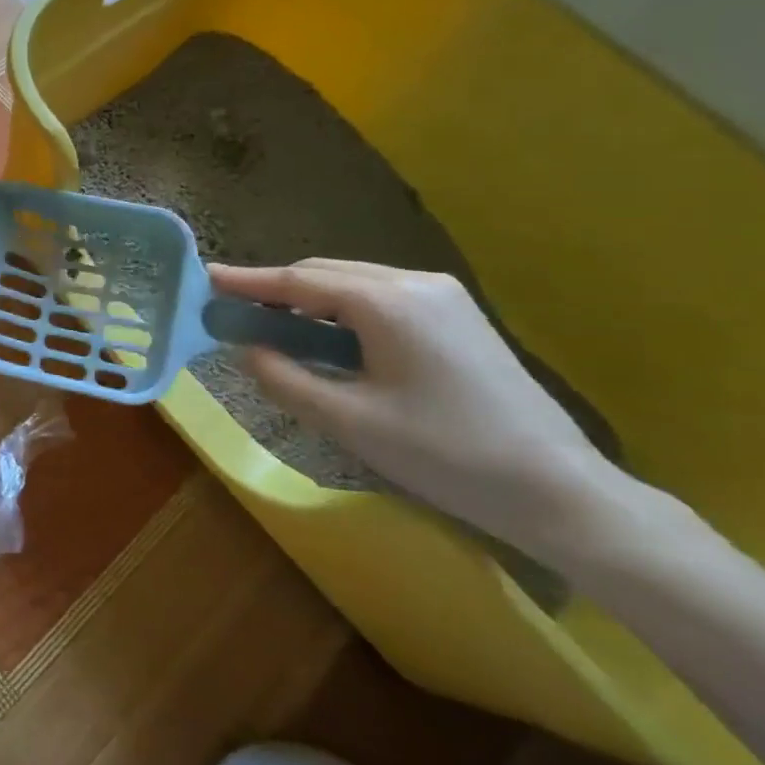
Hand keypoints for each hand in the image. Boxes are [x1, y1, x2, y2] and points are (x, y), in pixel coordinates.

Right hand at [211, 259, 621, 558]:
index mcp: (386, 302)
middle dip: (276, 290)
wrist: (559, 490)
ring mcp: (442, 296)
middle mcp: (414, 283)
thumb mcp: (349, 421)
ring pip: (353, 283)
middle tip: (234, 312)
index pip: (298, 281)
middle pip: (325, 273)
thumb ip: (284, 379)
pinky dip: (341, 311)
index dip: (248, 281)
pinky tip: (329, 340)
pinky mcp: (457, 316)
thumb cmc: (446, 455)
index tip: (206, 278)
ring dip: (308, 301)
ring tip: (274, 329)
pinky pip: (380, 297)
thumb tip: (245, 350)